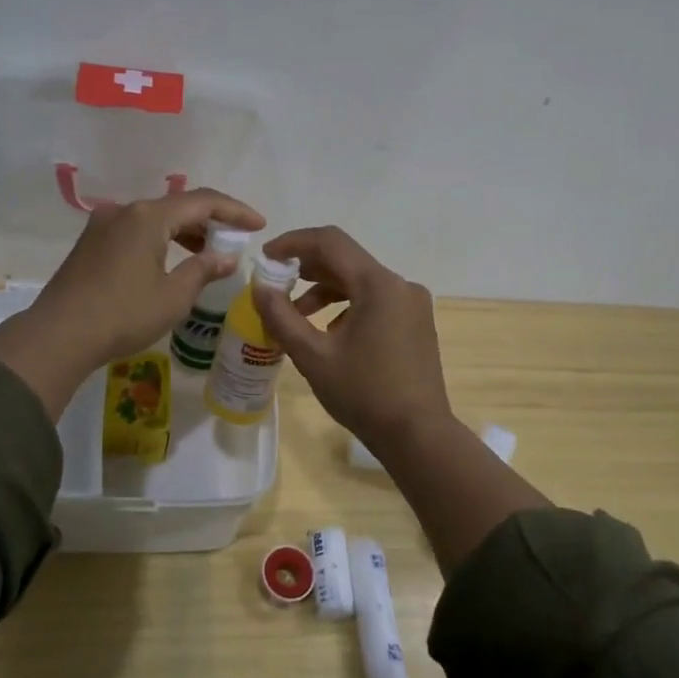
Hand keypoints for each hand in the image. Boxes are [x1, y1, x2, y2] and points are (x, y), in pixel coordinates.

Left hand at [0, 188, 264, 417]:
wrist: (57, 336)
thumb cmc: (123, 315)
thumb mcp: (173, 296)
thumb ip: (203, 269)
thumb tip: (226, 257)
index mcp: (149, 216)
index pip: (203, 201)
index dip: (235, 211)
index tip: (259, 224)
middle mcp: (125, 210)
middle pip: (177, 205)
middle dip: (210, 221)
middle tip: (235, 240)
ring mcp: (103, 224)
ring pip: (155, 218)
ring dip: (184, 231)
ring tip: (207, 252)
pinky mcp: (91, 242)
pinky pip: (136, 230)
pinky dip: (161, 239)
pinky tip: (170, 260)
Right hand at [252, 226, 454, 448]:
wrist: (418, 435)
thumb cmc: (364, 394)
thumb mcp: (313, 356)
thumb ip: (282, 316)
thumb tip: (259, 287)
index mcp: (378, 284)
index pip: (330, 242)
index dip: (293, 243)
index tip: (266, 257)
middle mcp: (400, 284)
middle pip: (346, 259)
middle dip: (306, 268)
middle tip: (274, 283)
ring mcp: (412, 303)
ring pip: (360, 281)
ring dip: (325, 290)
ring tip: (296, 315)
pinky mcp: (416, 321)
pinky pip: (375, 299)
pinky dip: (347, 305)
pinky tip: (329, 333)